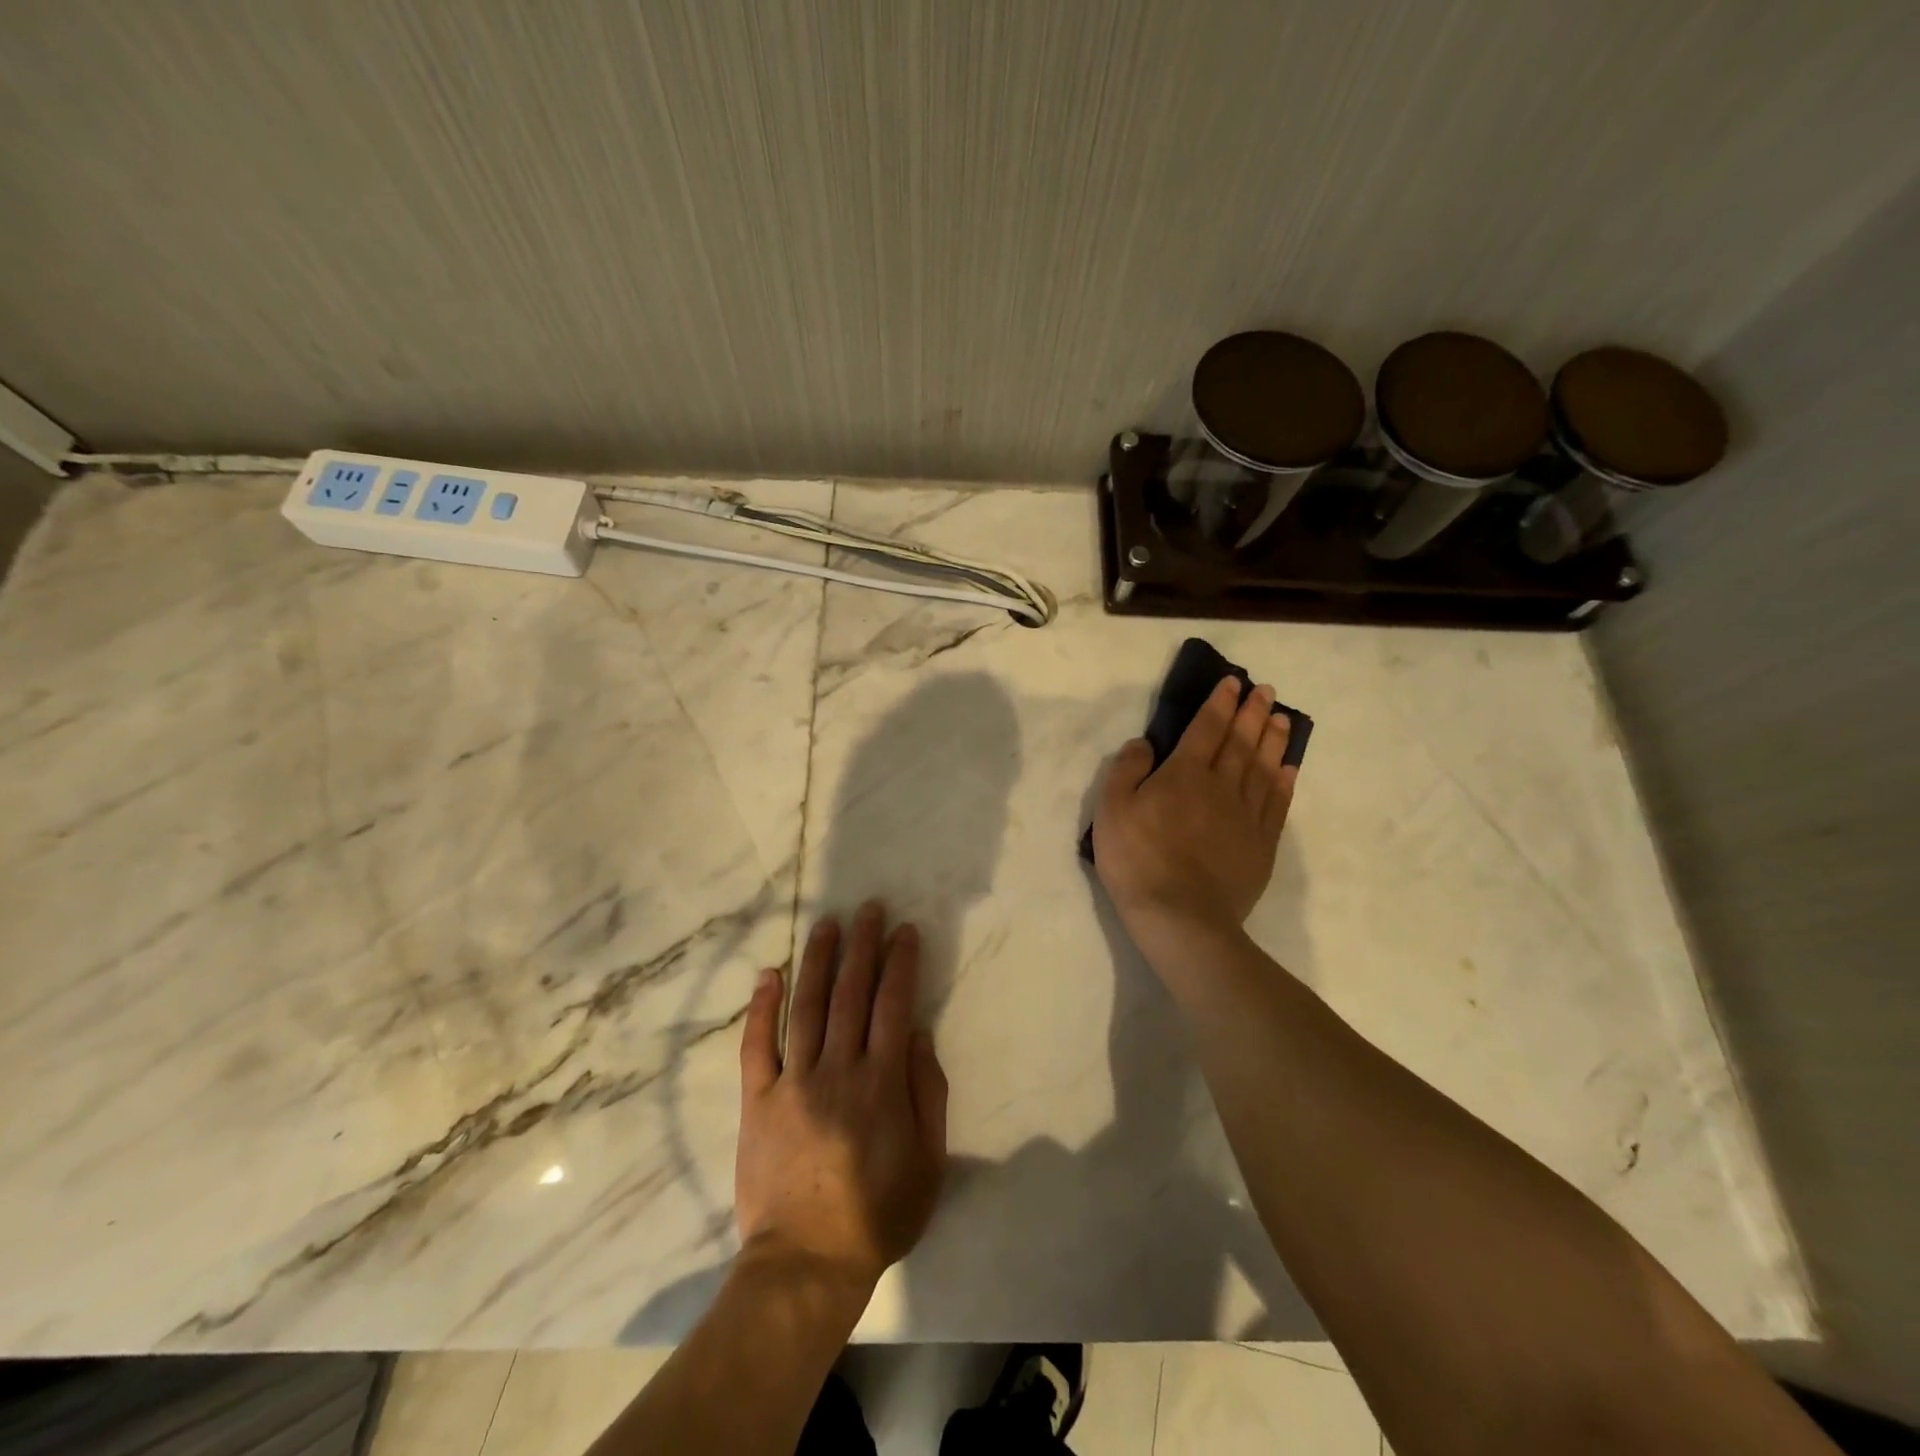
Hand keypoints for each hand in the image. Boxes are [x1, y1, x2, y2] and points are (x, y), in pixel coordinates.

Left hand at [734, 903, 948, 1294]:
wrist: (806, 1262)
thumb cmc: (877, 1213)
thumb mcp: (928, 1161)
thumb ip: (928, 1092)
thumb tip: (918, 1032)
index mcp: (881, 1082)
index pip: (893, 1004)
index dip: (900, 962)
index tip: (904, 930)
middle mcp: (837, 1069)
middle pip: (851, 994)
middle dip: (862, 946)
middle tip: (868, 908)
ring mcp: (793, 1081)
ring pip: (808, 1007)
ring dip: (819, 961)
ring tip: (828, 924)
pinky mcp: (757, 1099)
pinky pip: (757, 1045)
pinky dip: (762, 1007)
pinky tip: (769, 973)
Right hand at [1093, 675, 1296, 945]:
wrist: (1180, 917)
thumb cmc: (1137, 860)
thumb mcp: (1111, 810)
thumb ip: (1127, 770)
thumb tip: (1145, 742)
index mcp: (1184, 774)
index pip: (1206, 729)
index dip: (1219, 704)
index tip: (1232, 683)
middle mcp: (1221, 786)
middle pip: (1241, 742)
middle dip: (1252, 713)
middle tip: (1265, 690)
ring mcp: (1246, 816)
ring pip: (1264, 768)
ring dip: (1273, 740)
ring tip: (1282, 718)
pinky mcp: (1261, 845)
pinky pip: (1277, 804)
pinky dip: (1284, 782)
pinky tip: (1289, 768)